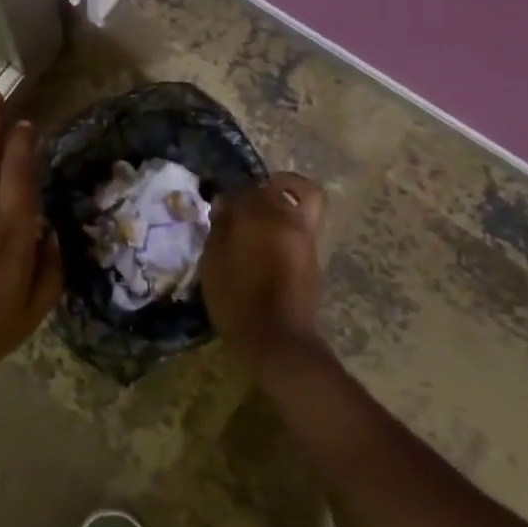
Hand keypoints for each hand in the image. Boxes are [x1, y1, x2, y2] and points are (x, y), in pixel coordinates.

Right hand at [199, 171, 327, 376]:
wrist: (277, 340)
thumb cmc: (236, 298)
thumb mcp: (213, 261)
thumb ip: (220, 227)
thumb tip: (225, 205)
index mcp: (263, 216)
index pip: (250, 187)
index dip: (234, 191)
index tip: (221, 204)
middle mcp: (291, 221)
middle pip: (293, 186)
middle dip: (272, 186)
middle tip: (250, 199)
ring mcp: (307, 241)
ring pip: (306, 205)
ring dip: (286, 205)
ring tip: (261, 223)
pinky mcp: (314, 262)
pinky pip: (304, 230)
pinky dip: (289, 228)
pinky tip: (267, 247)